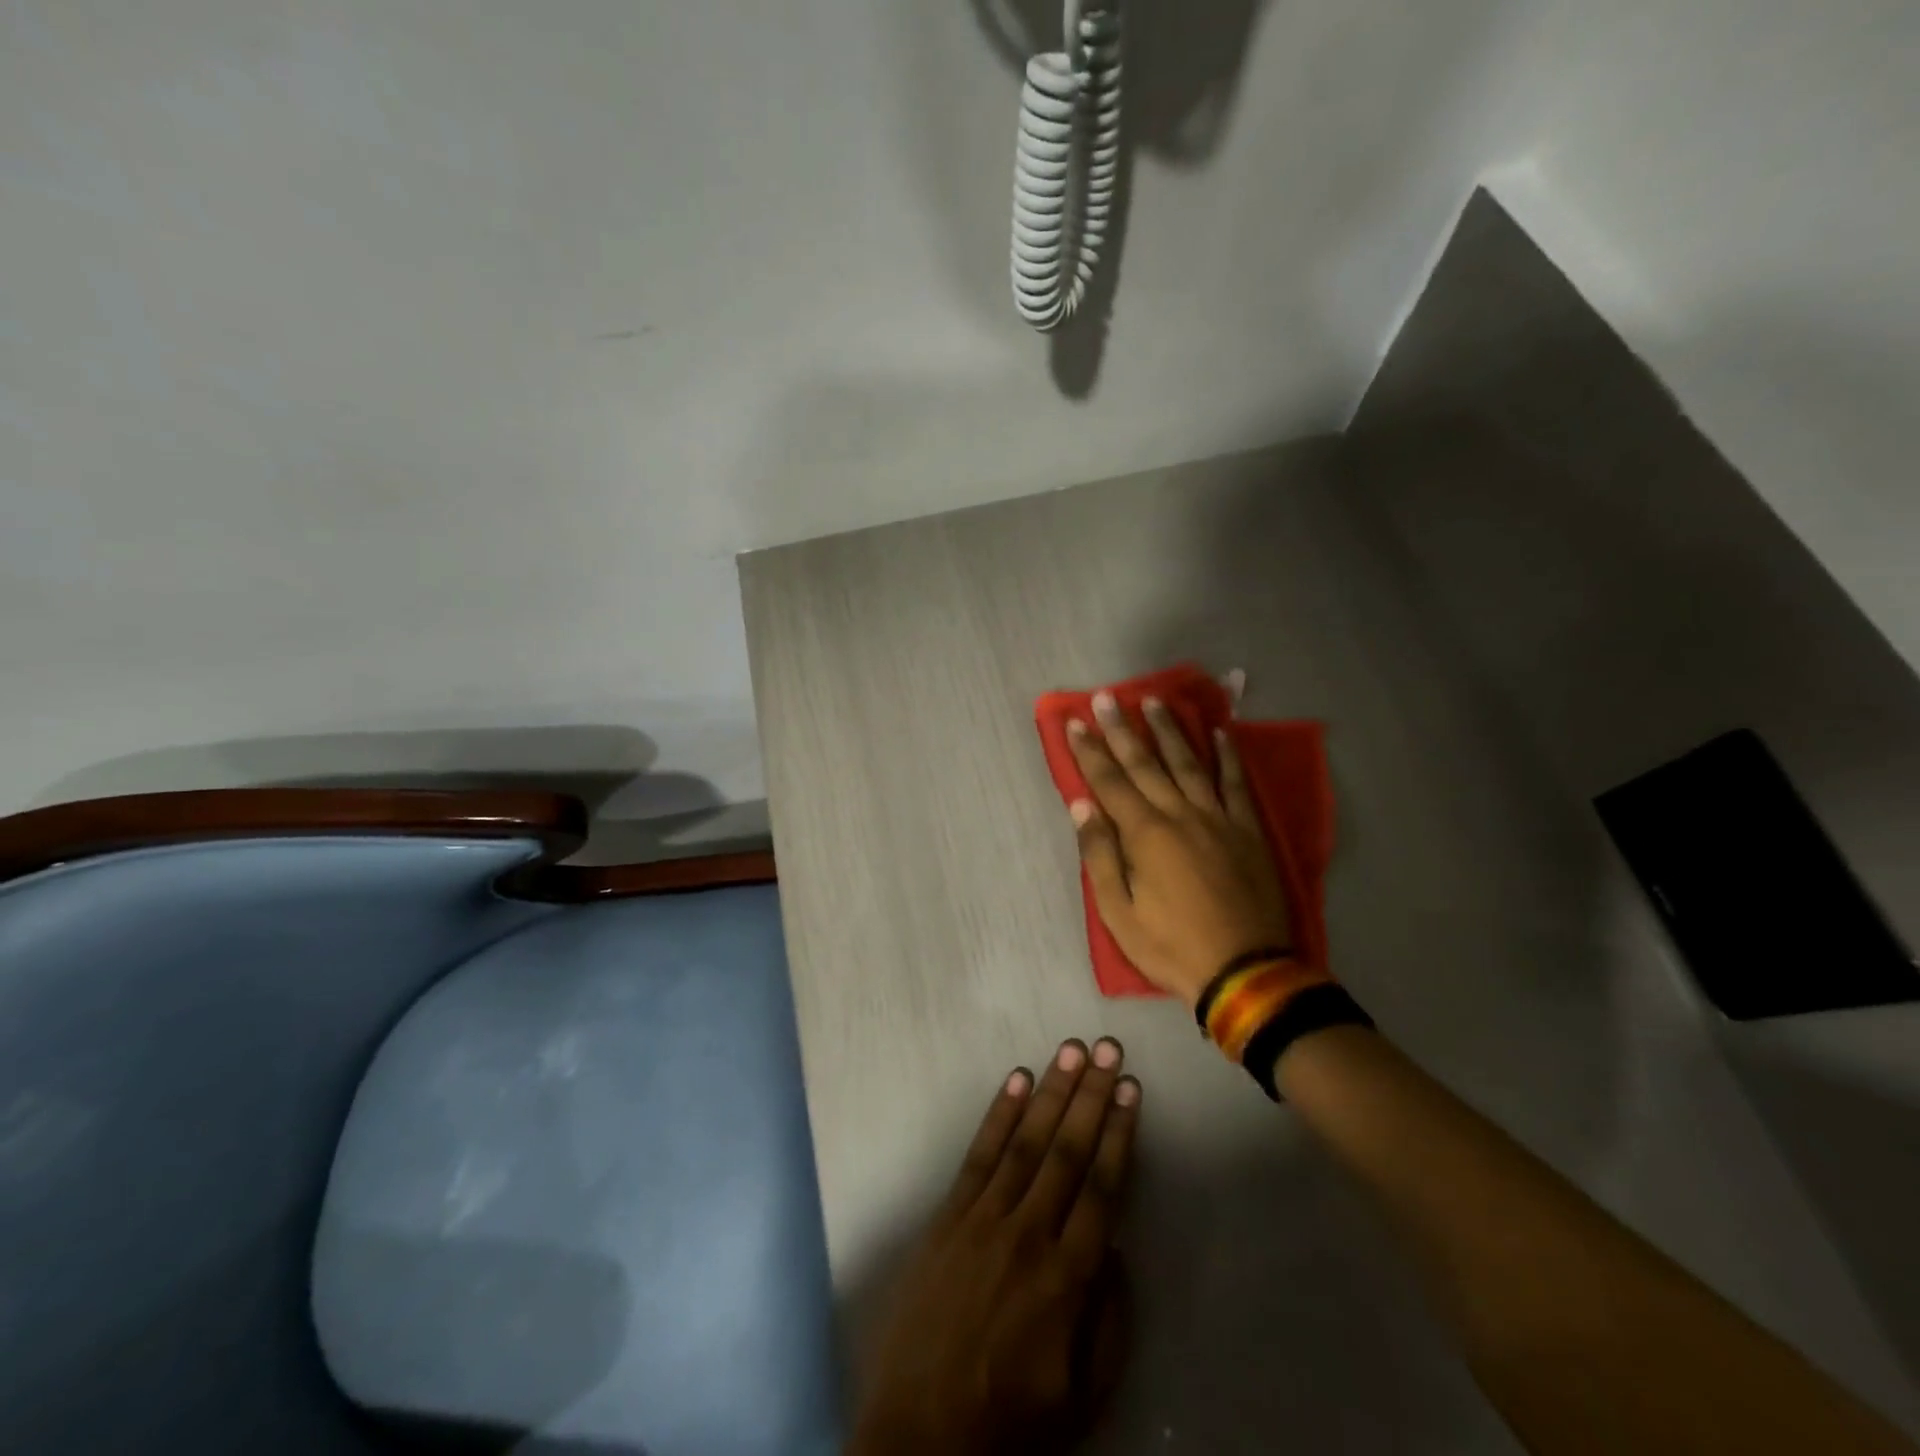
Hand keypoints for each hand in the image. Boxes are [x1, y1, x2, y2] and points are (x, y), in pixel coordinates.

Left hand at [849, 1039, 1139, 1455]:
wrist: (921, 1435)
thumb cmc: (1011, 1419)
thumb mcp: (1085, 1395)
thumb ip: (1110, 1319)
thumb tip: (1116, 1246)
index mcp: (1069, 1279)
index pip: (1103, 1188)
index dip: (1119, 1135)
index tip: (1131, 1090)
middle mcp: (1030, 1234)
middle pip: (1068, 1152)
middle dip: (1091, 1096)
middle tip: (1107, 1048)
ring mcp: (984, 1219)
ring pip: (1026, 1142)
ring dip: (1052, 1092)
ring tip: (1070, 1050)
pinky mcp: (948, 1216)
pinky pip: (979, 1155)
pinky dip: (999, 1114)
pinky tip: (1017, 1081)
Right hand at [1067, 692, 1291, 1006]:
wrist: (1245, 972)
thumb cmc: (1171, 946)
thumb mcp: (1119, 913)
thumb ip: (1099, 855)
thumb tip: (1082, 805)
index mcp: (1145, 834)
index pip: (1110, 782)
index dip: (1089, 750)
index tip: (1075, 721)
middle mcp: (1181, 814)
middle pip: (1146, 763)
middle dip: (1122, 729)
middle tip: (1107, 697)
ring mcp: (1218, 819)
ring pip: (1190, 763)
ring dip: (1170, 730)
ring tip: (1154, 700)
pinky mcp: (1248, 830)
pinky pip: (1236, 783)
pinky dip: (1227, 755)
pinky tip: (1219, 732)